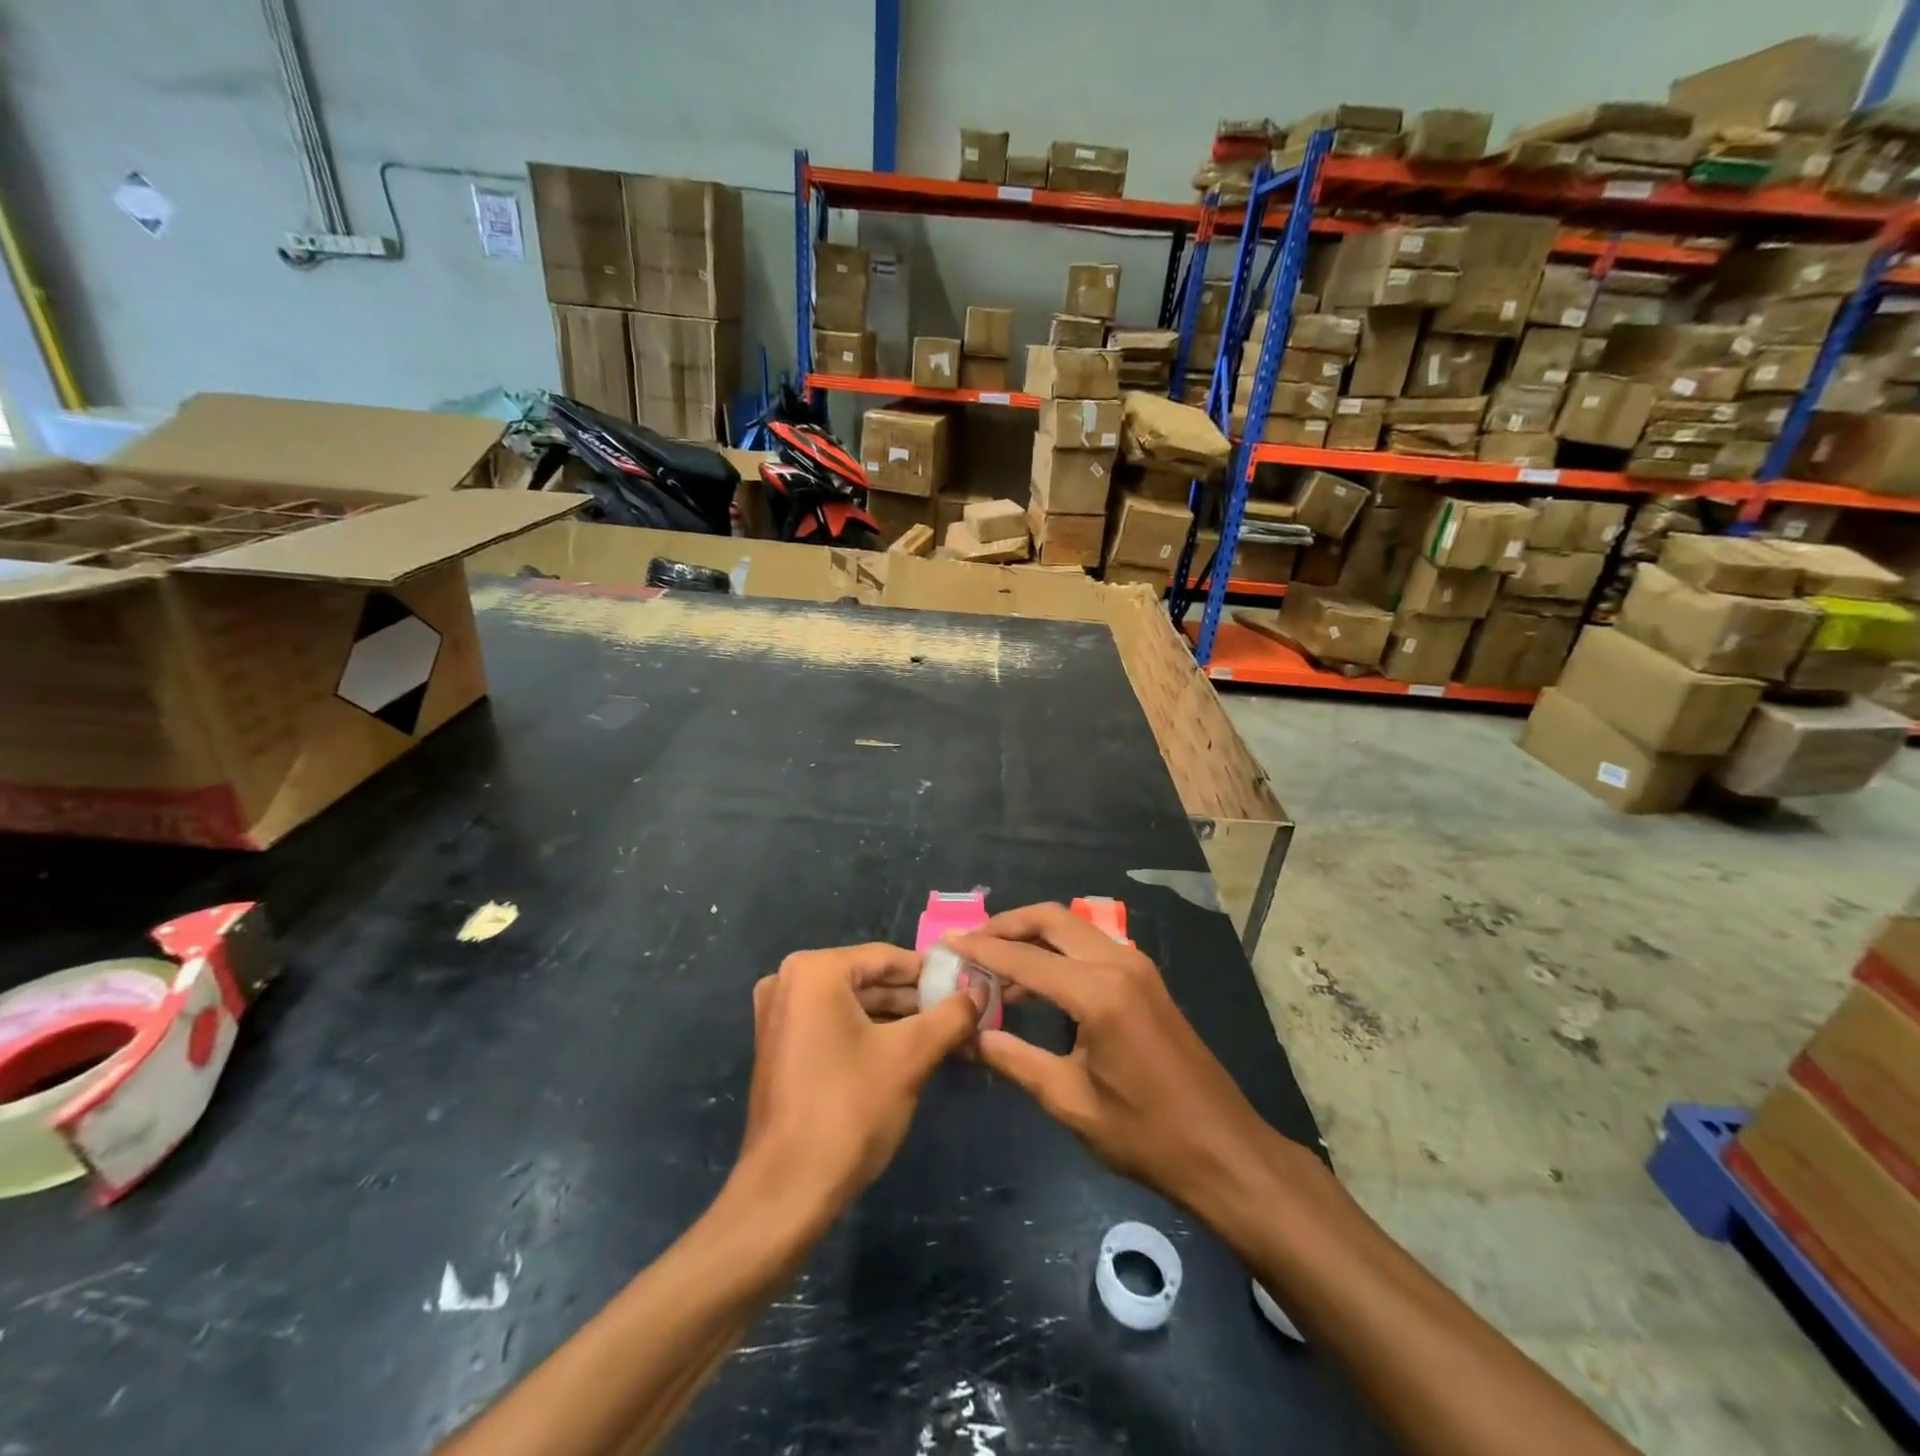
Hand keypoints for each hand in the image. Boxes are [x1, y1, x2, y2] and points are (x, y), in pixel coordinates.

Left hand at [736, 944, 981, 1225]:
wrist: (787, 1192)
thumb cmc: (849, 1110)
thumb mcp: (910, 1056)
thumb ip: (950, 1016)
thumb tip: (982, 992)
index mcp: (814, 971)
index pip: (888, 958)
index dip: (933, 973)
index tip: (970, 986)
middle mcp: (789, 982)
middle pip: (870, 981)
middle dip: (918, 1001)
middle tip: (964, 1014)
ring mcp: (781, 1016)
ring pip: (855, 1006)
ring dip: (900, 1020)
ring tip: (948, 1035)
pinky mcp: (782, 1047)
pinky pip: (836, 1026)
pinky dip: (872, 1035)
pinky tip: (912, 1052)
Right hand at [955, 904, 1283, 1209]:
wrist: (1224, 1150)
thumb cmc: (1145, 1134)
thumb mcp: (1070, 1101)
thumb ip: (1014, 1060)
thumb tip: (970, 1035)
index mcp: (1098, 992)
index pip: (1025, 957)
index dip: (981, 949)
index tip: (947, 942)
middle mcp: (1119, 964)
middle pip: (1052, 919)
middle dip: (1007, 924)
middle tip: (971, 945)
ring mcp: (1137, 967)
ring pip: (1072, 928)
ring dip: (1032, 936)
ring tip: (993, 965)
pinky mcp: (1146, 980)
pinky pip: (1090, 947)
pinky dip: (1057, 952)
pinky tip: (1035, 983)